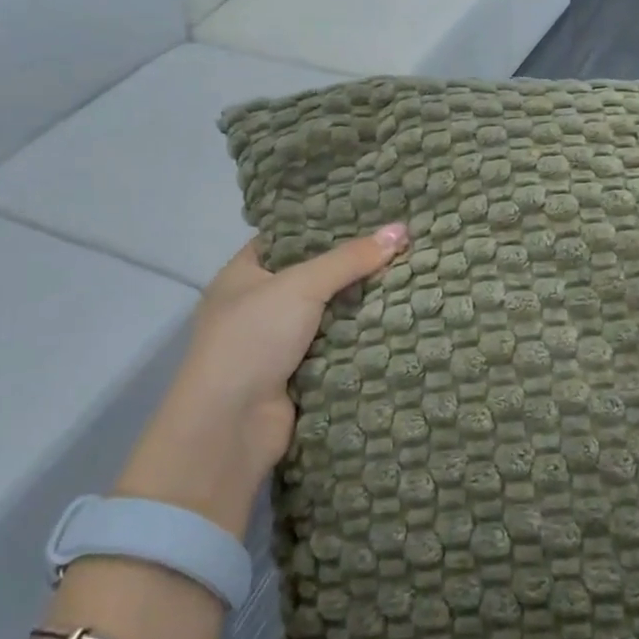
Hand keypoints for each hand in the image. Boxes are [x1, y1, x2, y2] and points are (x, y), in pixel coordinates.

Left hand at [115, 224, 408, 535]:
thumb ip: (350, 259)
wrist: (230, 425)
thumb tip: (402, 229)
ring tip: (408, 274)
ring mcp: (276, 341)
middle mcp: (257, 304)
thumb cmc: (253, 339)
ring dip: (360, 303)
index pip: (288, 237)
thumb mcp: (301, 285)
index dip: (325, 225)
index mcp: (243, 274)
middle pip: (313, 275)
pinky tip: (396, 318)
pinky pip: (335, 345)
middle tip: (398, 243)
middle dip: (352, 265)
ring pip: (327, 312)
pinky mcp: (297, 373)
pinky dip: (359, 336)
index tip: (368, 213)